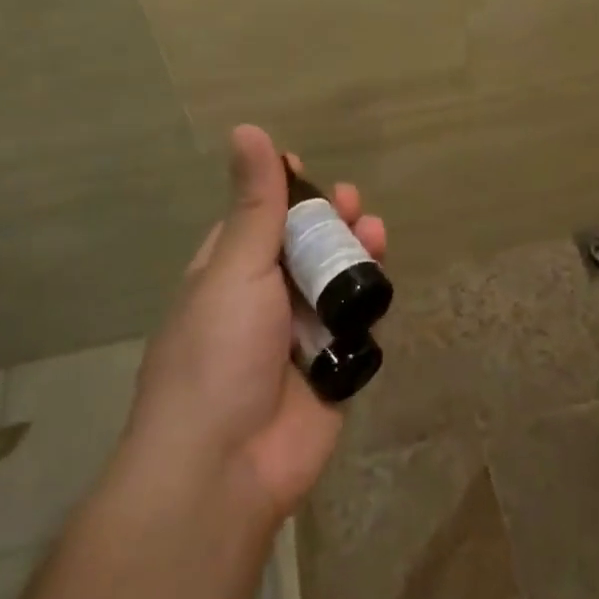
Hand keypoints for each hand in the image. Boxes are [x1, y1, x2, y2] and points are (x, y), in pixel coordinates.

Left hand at [122, 125, 385, 524]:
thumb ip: (254, 203)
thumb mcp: (235, 266)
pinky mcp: (331, 372)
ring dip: (355, 256)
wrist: (224, 469)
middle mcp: (260, 301)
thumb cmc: (217, 353)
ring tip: (376, 231)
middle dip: (329, 222)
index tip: (307, 170)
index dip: (284, 193)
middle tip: (353, 203)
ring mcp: (296, 338)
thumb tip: (247, 129)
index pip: (257, 218)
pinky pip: (355, 328)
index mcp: (226, 272)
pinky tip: (382, 284)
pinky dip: (368, 304)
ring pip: (333, 284)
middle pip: (303, 247)